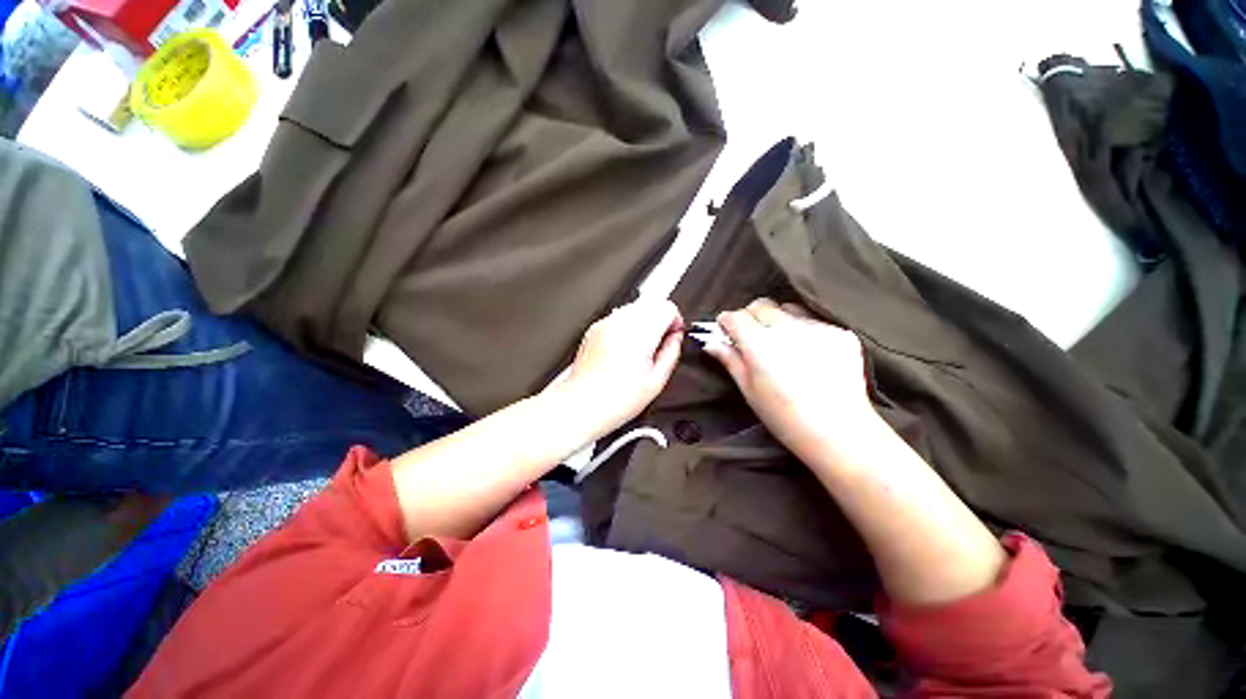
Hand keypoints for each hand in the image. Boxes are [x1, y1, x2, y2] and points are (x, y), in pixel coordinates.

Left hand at [550, 297, 683, 438]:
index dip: (676, 322)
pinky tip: (625, 350)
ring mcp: (606, 324)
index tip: (674, 336)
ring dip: (644, 322)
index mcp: (639, 334)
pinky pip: (619, 317)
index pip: (667, 307)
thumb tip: (676, 339)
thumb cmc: (614, 399)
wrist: (582, 404)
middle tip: (660, 344)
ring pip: (635, 308)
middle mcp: (621, 322)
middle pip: (652, 303)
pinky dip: (627, 327)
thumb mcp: (656, 381)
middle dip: (661, 320)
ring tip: (641, 349)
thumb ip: (671, 353)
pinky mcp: (595, 329)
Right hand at [703, 298, 876, 462]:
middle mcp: (787, 329)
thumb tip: (710, 342)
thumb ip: (730, 360)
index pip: (735, 316)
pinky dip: (803, 330)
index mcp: (759, 344)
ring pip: (787, 309)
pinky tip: (807, 353)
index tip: (725, 330)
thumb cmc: (784, 416)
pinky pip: (813, 320)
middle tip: (751, 338)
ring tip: (781, 343)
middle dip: (750, 317)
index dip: (726, 322)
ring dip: (777, 320)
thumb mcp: (749, 390)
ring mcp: (816, 329)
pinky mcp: (840, 333)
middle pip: (760, 306)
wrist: (839, 432)